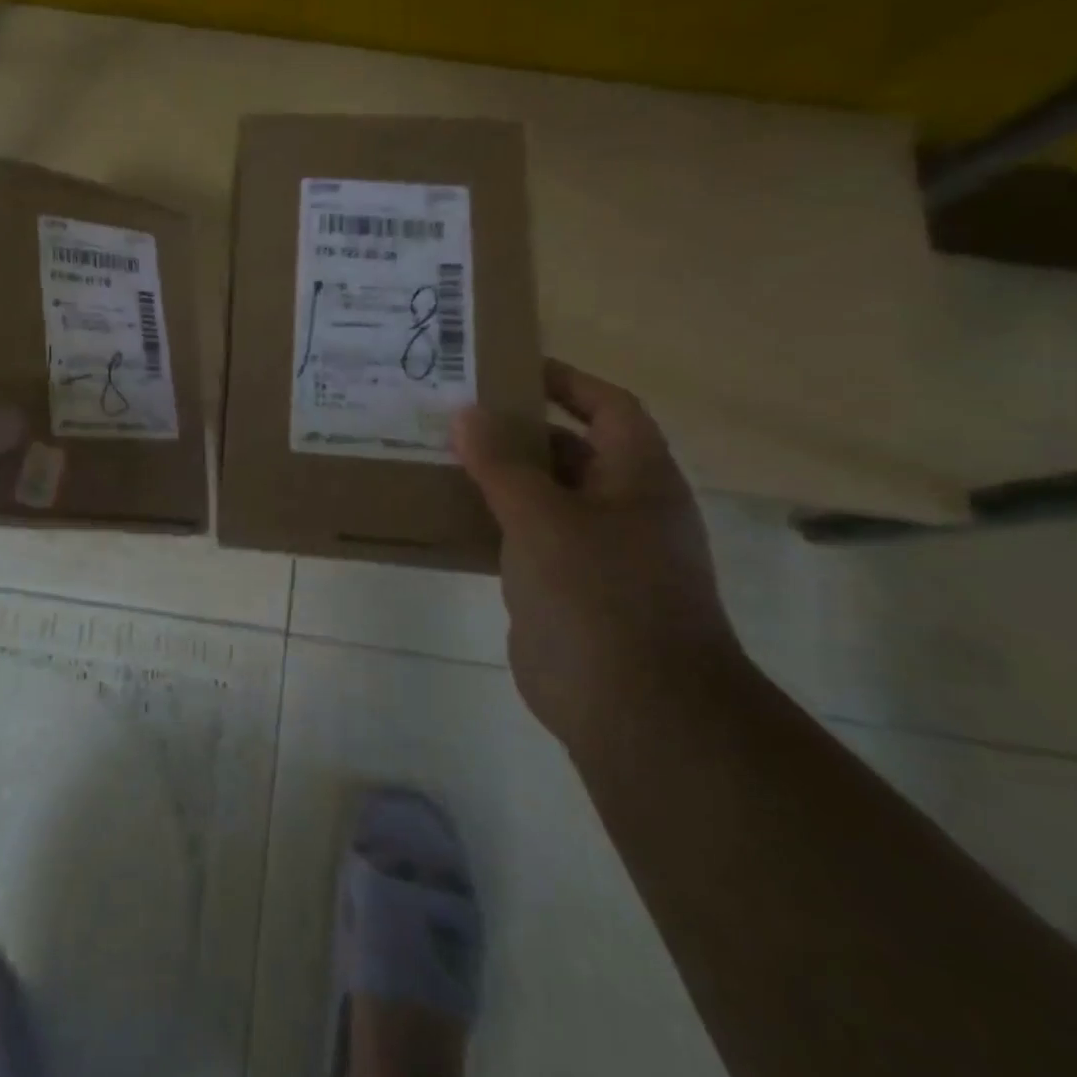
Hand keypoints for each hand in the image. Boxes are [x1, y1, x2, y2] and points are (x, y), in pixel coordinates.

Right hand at [452, 360, 744, 747]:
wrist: (632, 708)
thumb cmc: (599, 594)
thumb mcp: (543, 517)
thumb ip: (502, 463)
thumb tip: (465, 413)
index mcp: (637, 479)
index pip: (608, 408)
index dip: (566, 382)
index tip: (510, 368)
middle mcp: (621, 508)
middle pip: (568, 451)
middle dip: (516, 430)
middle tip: (454, 413)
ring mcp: (594, 552)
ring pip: (541, 498)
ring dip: (497, 478)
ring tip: (439, 456)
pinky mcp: (564, 589)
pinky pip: (524, 541)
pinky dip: (491, 523)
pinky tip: (445, 515)